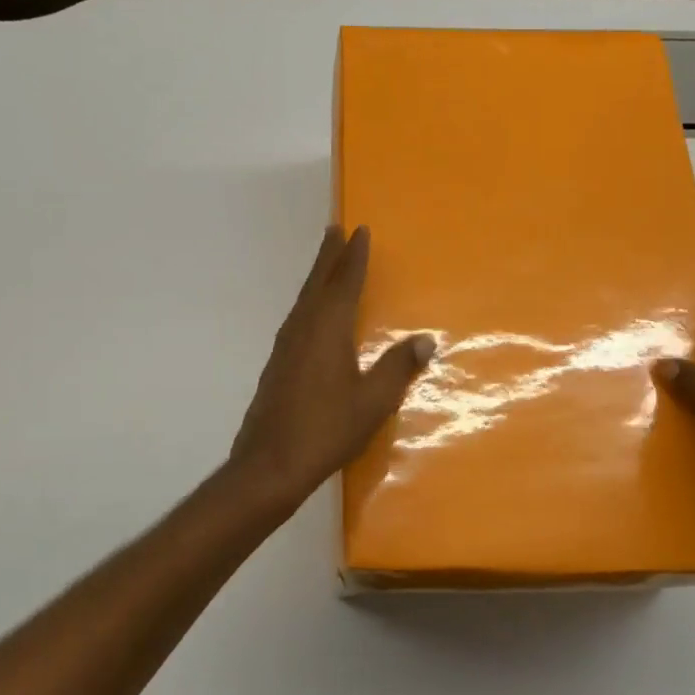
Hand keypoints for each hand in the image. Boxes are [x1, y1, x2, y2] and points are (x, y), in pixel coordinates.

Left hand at [229, 225, 433, 512]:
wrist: (270, 464)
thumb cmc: (327, 429)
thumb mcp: (373, 401)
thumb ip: (398, 367)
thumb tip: (425, 339)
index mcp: (327, 329)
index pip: (344, 282)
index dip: (354, 256)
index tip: (359, 230)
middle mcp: (303, 329)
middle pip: (317, 283)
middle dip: (328, 256)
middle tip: (335, 230)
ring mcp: (285, 347)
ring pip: (303, 301)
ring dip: (316, 278)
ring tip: (326, 265)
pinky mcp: (277, 366)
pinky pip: (297, 319)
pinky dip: (308, 304)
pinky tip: (312, 317)